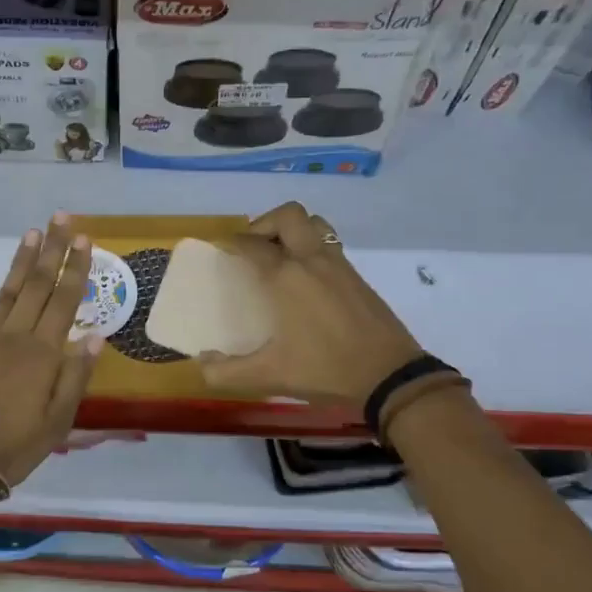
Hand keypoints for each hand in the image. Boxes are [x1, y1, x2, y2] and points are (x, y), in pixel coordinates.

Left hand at [0, 213, 101, 486]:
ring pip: (7, 292)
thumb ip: (76, 376)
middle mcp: (15, 337)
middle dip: (51, 250)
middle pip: (37, 286)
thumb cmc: (16, 445)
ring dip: (20, 261)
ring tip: (31, 233)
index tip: (83, 238)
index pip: (65, 301)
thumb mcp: (59, 421)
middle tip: (60, 218)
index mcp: (43, 354)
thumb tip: (96, 336)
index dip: (75, 268)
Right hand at [197, 202, 422, 406]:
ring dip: (292, 229)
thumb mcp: (269, 376)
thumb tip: (202, 364)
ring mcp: (338, 264)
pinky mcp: (356, 276)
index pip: (251, 244)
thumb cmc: (325, 369)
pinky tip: (306, 278)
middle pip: (287, 215)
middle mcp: (311, 260)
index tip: (221, 250)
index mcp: (285, 277)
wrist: (389, 375)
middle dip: (264, 223)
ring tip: (279, 254)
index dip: (232, 243)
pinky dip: (312, 246)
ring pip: (314, 223)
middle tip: (253, 247)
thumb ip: (227, 372)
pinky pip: (329, 243)